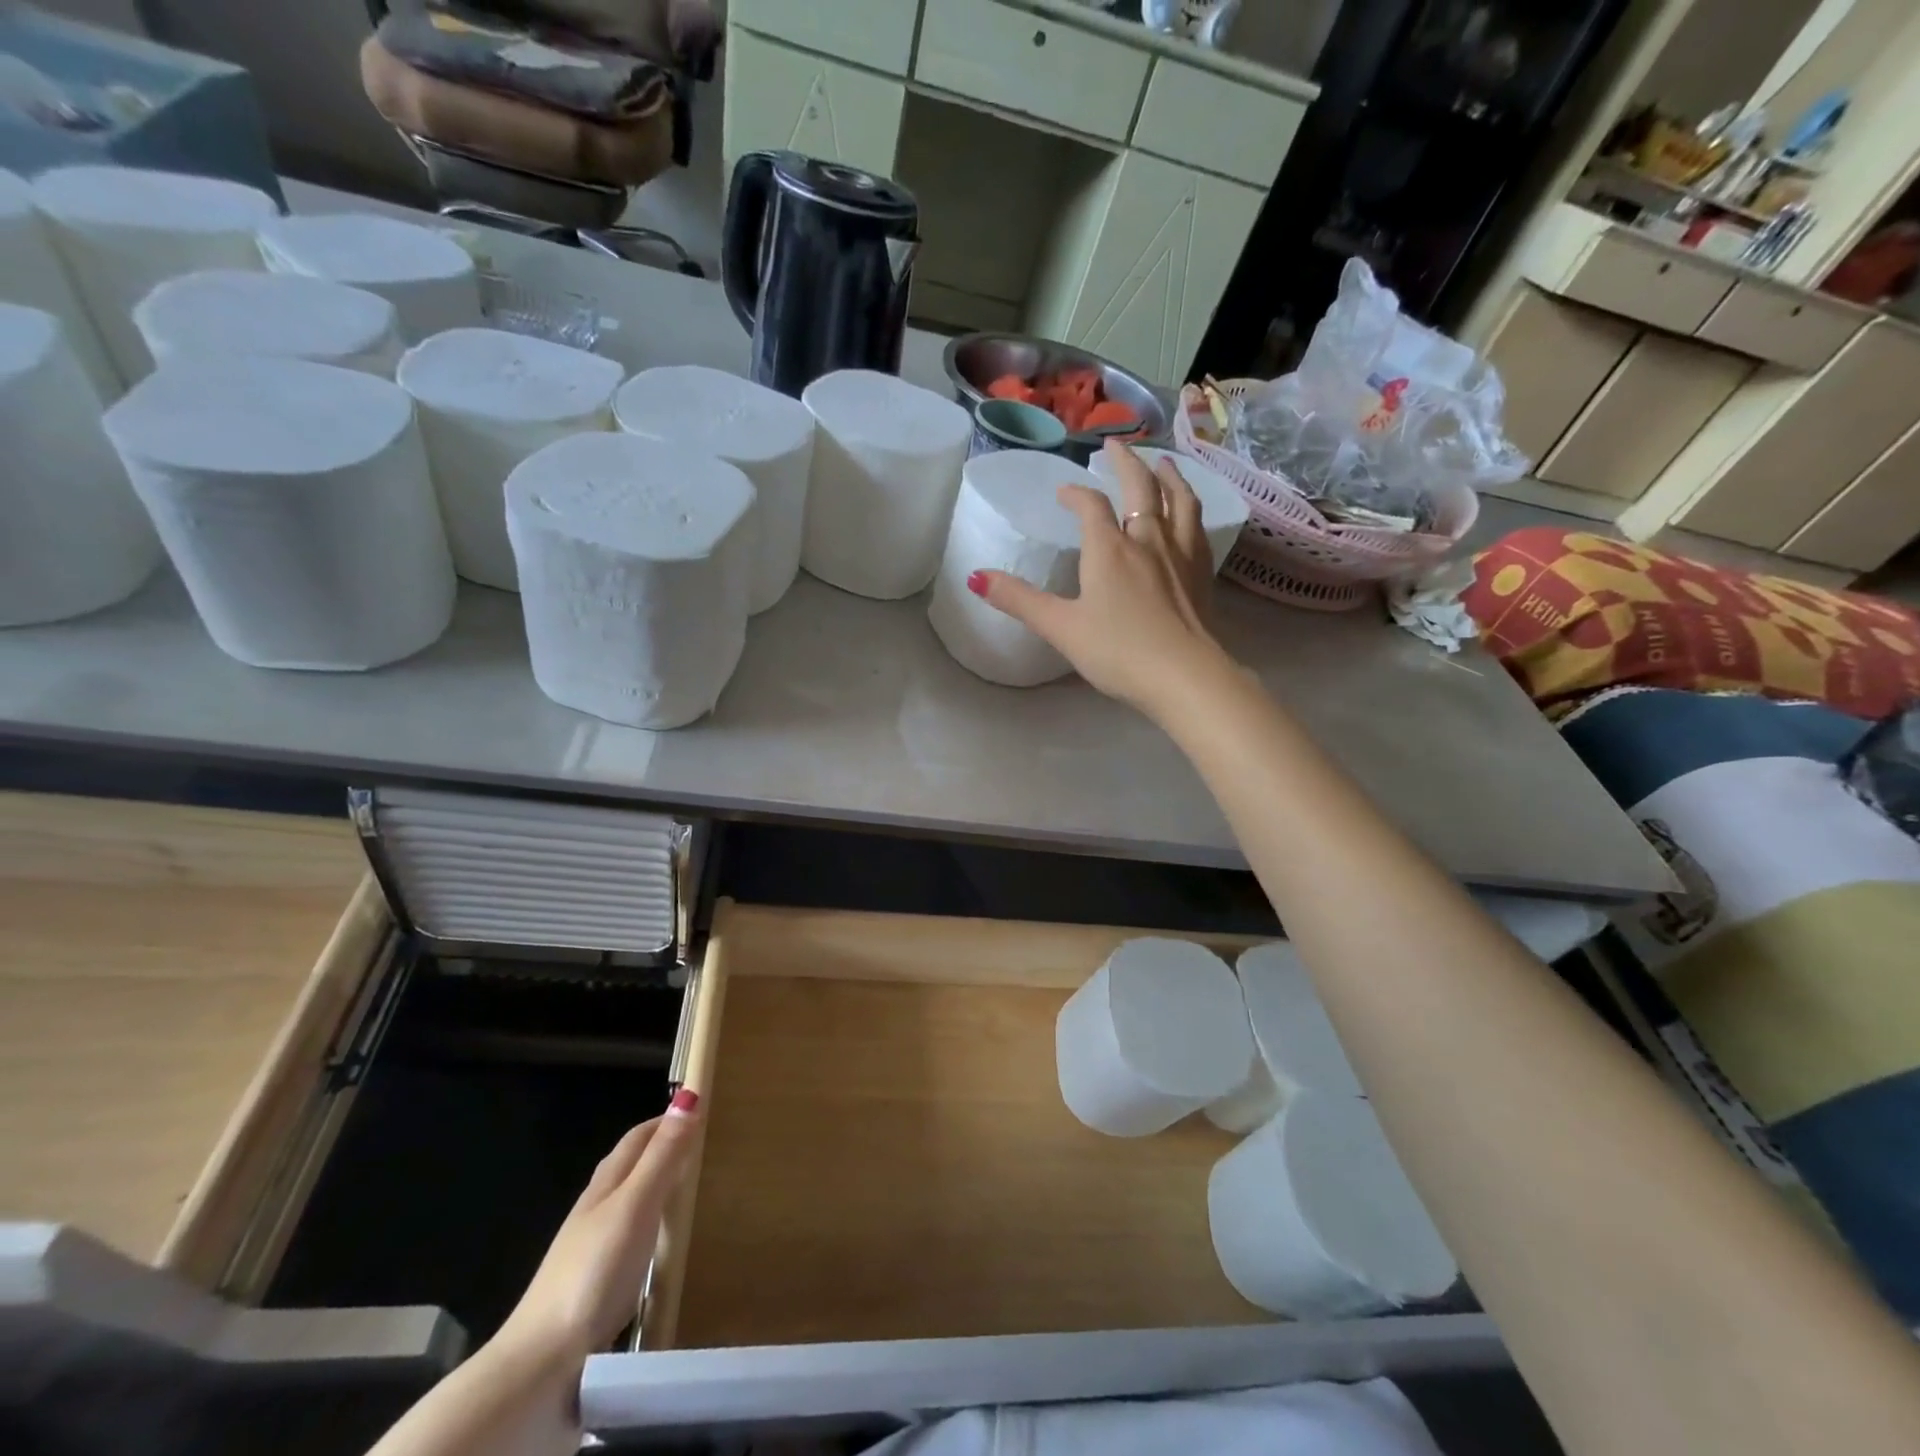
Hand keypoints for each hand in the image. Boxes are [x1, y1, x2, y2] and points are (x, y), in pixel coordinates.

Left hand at [494, 1091, 702, 1366]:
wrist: (543, 1360)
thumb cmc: (595, 1269)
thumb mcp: (636, 1205)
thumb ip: (663, 1156)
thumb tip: (690, 1095)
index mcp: (605, 1185)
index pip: (636, 1139)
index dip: (664, 1121)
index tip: (698, 1110)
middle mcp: (595, 1210)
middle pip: (629, 1168)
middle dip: (661, 1151)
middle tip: (701, 1147)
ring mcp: (592, 1249)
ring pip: (628, 1204)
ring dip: (656, 1190)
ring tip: (689, 1191)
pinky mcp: (595, 1285)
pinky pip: (629, 1240)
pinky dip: (650, 1229)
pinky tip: (660, 1247)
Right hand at [970, 440, 1232, 718]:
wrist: (1184, 676)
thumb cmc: (1117, 651)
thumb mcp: (1060, 628)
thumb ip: (1019, 600)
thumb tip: (975, 576)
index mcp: (1109, 549)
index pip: (1090, 506)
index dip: (1075, 494)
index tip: (1063, 491)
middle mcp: (1147, 540)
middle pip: (1140, 487)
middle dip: (1125, 462)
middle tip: (1115, 444)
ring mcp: (1180, 554)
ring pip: (1177, 500)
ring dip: (1168, 475)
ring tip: (1162, 463)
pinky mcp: (1202, 574)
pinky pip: (1198, 527)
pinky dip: (1190, 509)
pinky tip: (1188, 514)